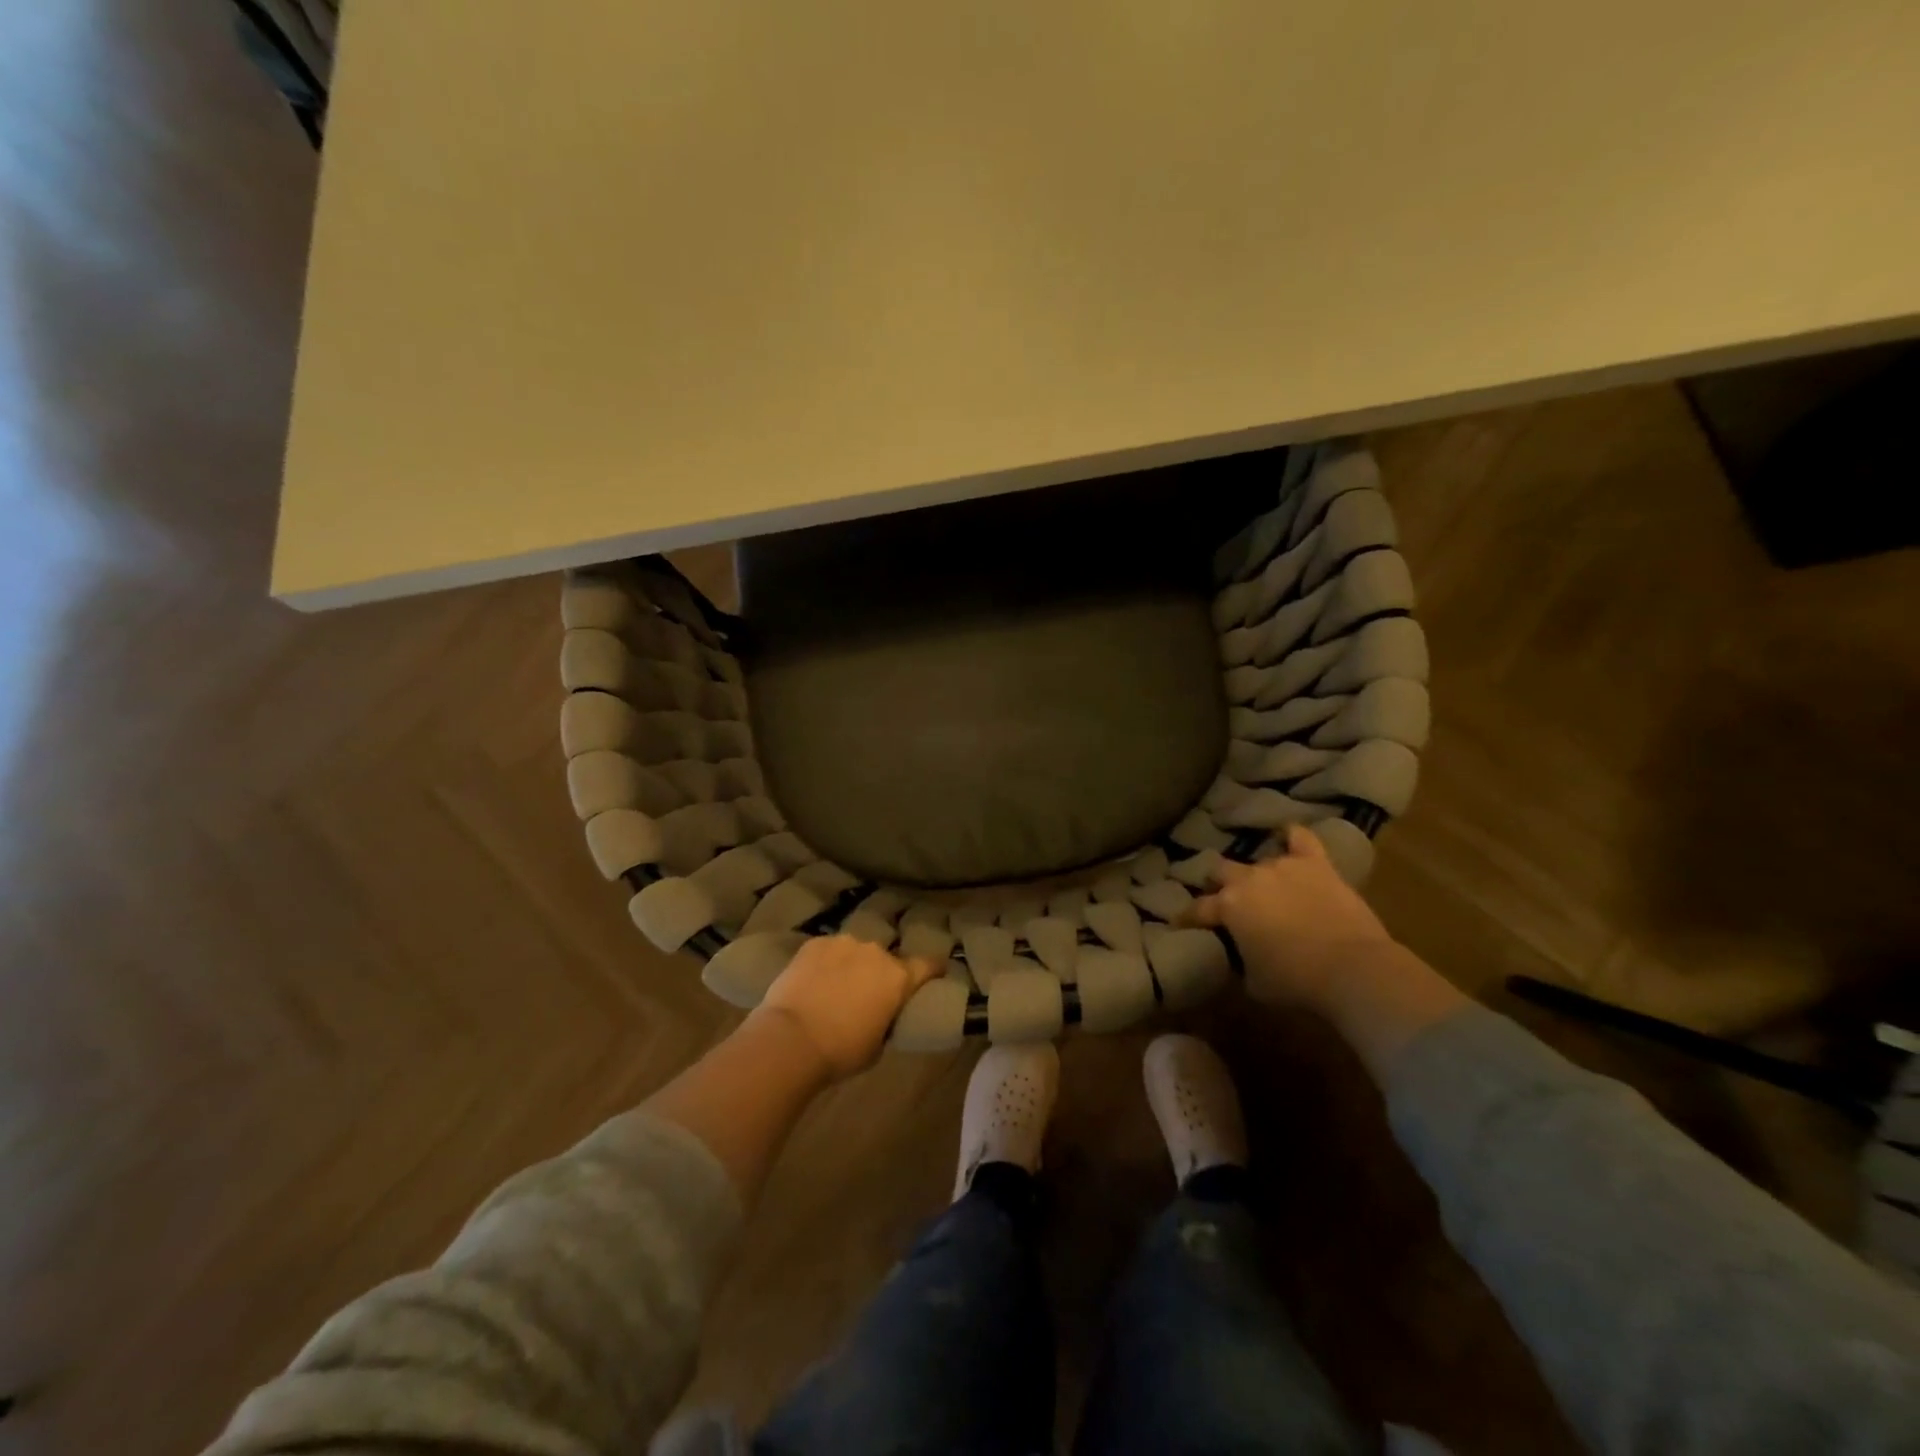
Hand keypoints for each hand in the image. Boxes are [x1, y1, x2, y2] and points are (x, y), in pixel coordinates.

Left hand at [753, 935, 939, 1080]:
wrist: (791, 1039)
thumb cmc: (841, 1051)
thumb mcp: (878, 1045)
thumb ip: (887, 1020)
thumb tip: (881, 1014)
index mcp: (898, 977)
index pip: (928, 965)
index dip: (933, 970)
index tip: (934, 973)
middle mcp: (875, 952)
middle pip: (886, 959)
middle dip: (880, 973)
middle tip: (868, 994)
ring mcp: (843, 943)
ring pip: (855, 952)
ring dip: (851, 965)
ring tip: (835, 987)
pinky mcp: (815, 943)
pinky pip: (828, 951)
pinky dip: (825, 963)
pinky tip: (813, 981)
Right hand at [1186, 823, 1396, 1011]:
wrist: (1353, 968)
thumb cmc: (1296, 981)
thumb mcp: (1253, 982)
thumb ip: (1240, 960)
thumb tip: (1239, 956)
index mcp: (1228, 906)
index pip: (1197, 909)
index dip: (1186, 918)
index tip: (1180, 923)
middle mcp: (1248, 879)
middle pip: (1221, 871)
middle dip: (1219, 884)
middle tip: (1226, 900)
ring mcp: (1282, 866)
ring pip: (1259, 861)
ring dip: (1258, 874)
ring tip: (1265, 887)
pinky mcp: (1316, 864)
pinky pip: (1300, 838)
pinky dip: (1292, 836)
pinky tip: (1288, 836)